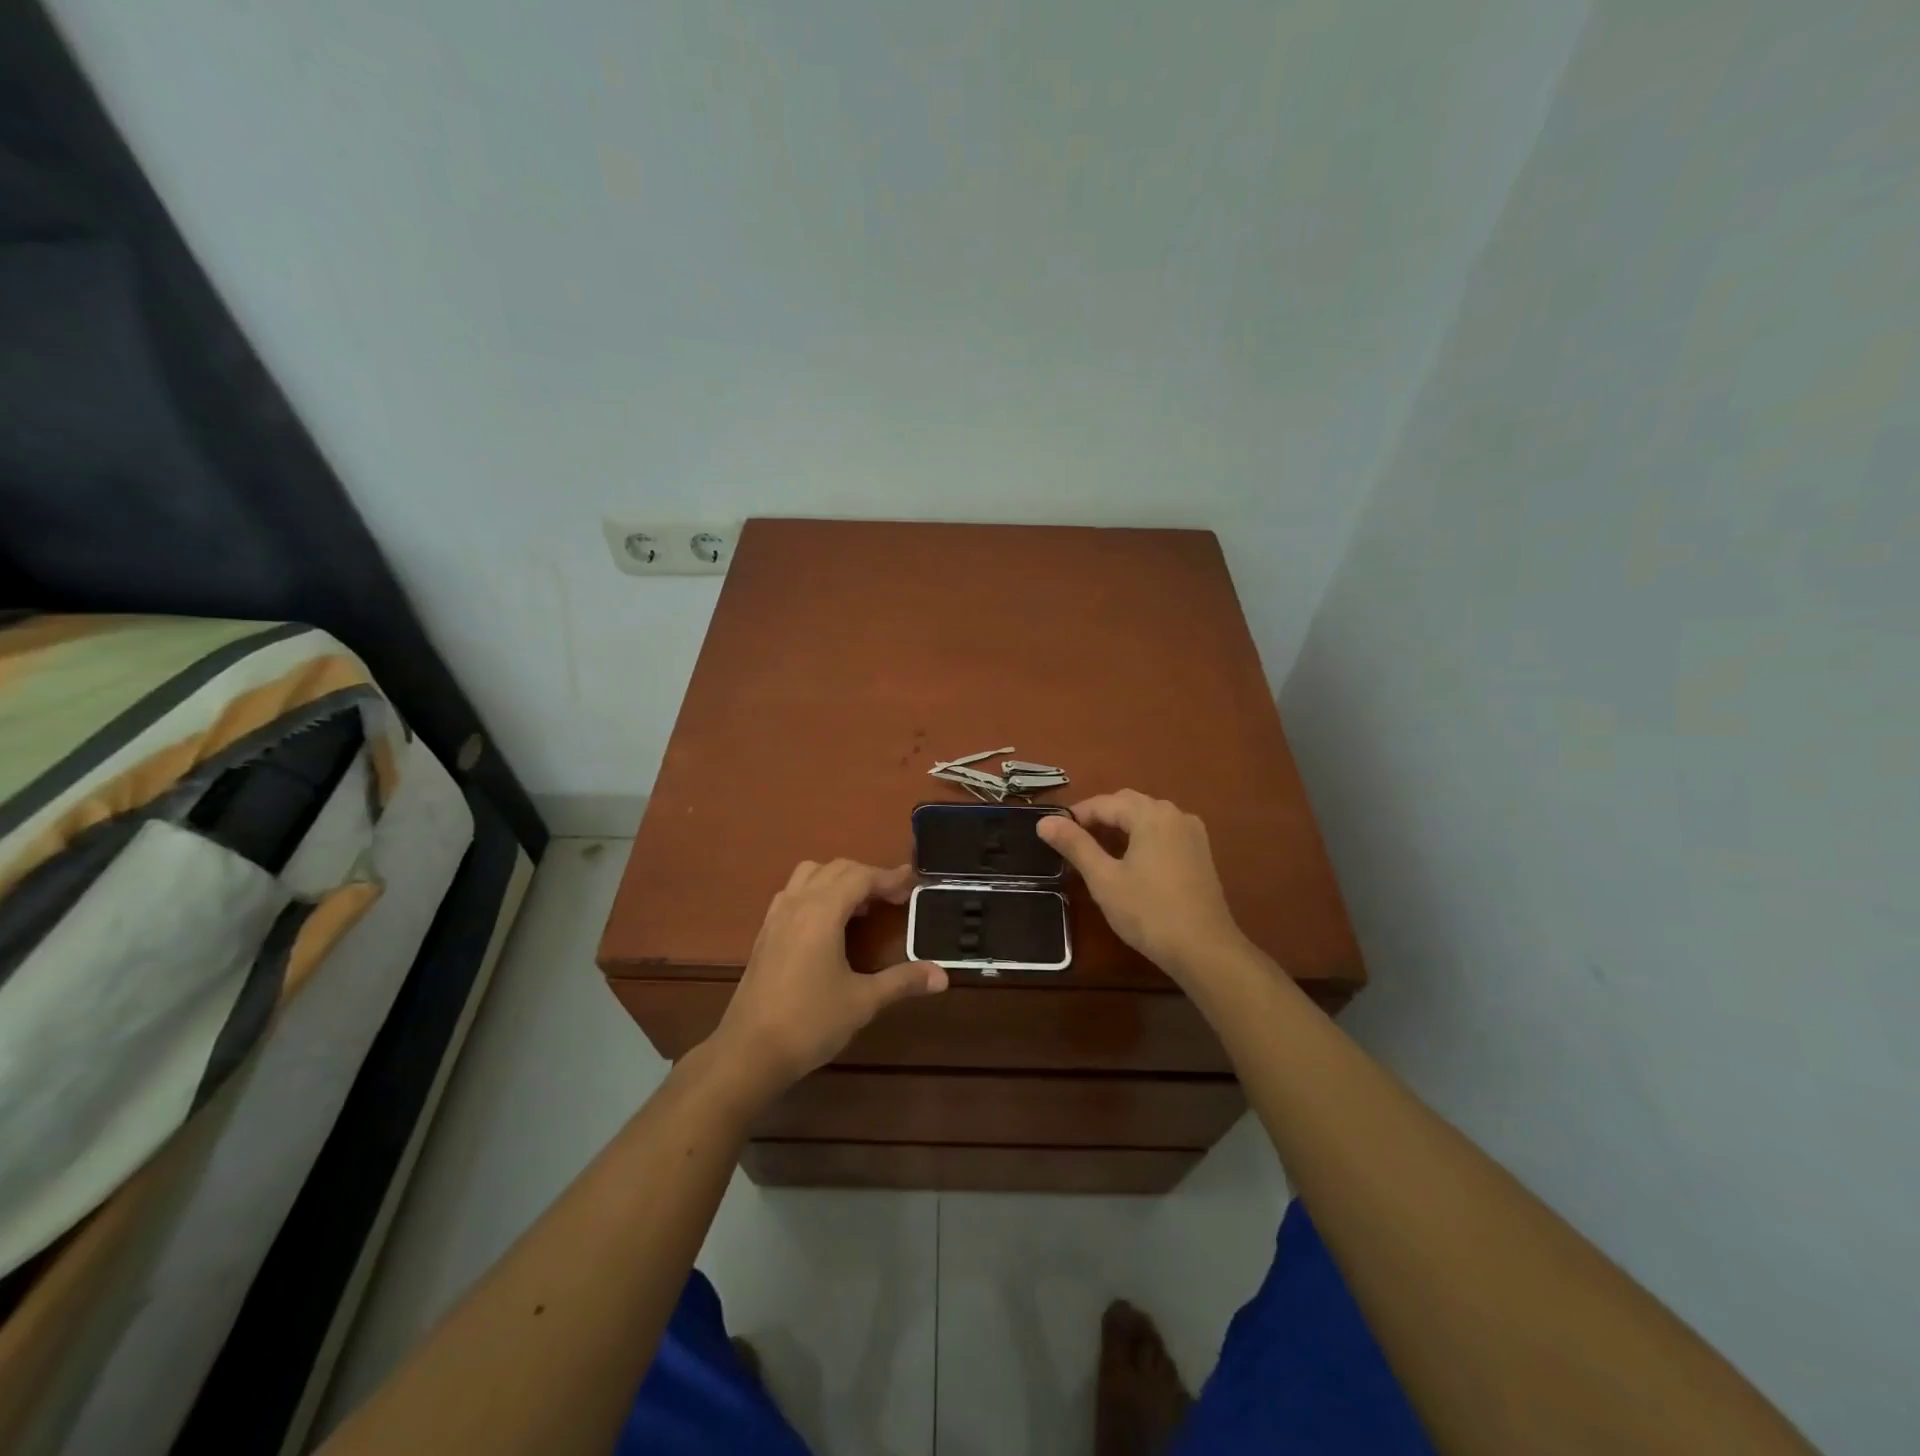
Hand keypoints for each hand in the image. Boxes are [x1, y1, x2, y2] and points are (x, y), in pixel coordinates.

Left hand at [709, 860, 947, 1099]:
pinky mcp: (765, 934)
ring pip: (809, 875)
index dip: (889, 877)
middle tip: (894, 897)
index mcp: (822, 912)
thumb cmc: (809, 1022)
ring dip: (838, 879)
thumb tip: (943, 976)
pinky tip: (828, 924)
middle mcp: (797, 904)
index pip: (860, 876)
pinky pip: (793, 894)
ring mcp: (776, 917)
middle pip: (836, 869)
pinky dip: (816, 893)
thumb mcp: (863, 1001)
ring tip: (861, 906)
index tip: (913, 883)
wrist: (748, 1053)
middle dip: (868, 876)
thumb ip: (903, 981)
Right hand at [1038, 791, 1246, 984]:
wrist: (1204, 949)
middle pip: (1128, 804)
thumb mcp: (1104, 879)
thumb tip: (1044, 821)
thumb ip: (1075, 845)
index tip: (1054, 834)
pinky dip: (1141, 837)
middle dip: (1099, 817)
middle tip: (1073, 843)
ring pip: (1147, 816)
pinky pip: (1163, 831)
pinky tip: (1130, 861)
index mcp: (1151, 814)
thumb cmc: (1149, 912)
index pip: (1104, 803)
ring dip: (1120, 826)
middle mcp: (1175, 814)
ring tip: (1097, 852)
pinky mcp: (1200, 852)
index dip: (1076, 816)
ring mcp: (1192, 832)